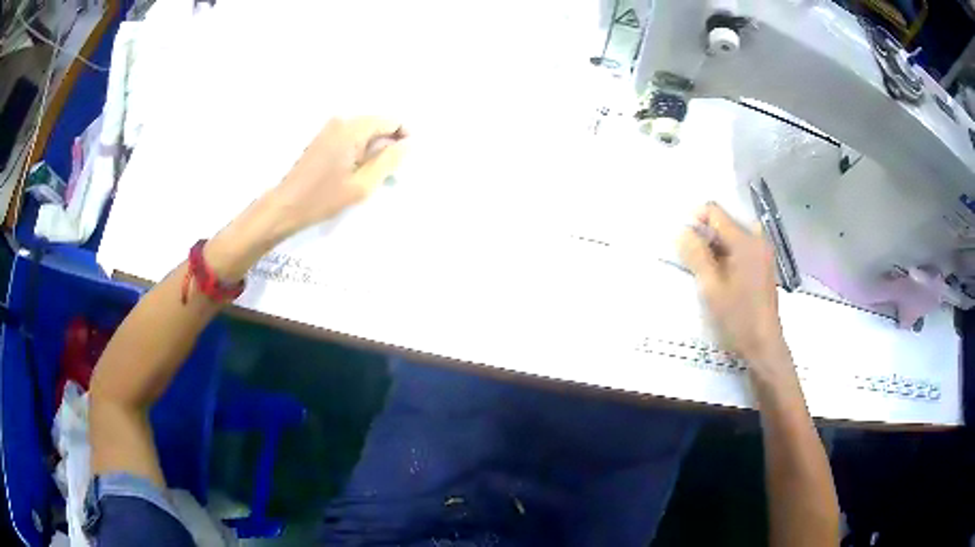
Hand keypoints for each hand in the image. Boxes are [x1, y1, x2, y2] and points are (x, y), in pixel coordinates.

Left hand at [270, 116, 407, 233]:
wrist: (286, 206)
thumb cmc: (323, 198)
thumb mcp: (362, 185)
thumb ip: (388, 162)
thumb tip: (408, 144)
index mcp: (352, 129)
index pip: (390, 121)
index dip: (403, 138)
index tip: (404, 161)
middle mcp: (341, 121)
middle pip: (378, 125)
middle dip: (388, 145)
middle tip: (389, 173)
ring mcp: (331, 128)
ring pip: (365, 132)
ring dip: (374, 150)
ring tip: (372, 176)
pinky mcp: (324, 138)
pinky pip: (352, 137)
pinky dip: (360, 151)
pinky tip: (357, 172)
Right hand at [677, 203, 786, 366]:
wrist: (764, 346)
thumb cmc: (737, 317)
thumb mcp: (710, 287)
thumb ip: (695, 255)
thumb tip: (682, 231)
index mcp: (745, 241)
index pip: (715, 212)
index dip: (695, 220)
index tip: (683, 242)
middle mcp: (757, 240)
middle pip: (725, 222)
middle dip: (705, 234)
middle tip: (692, 258)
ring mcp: (763, 253)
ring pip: (733, 235)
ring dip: (716, 245)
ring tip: (704, 268)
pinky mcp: (764, 266)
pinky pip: (742, 248)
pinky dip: (727, 254)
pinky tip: (720, 276)